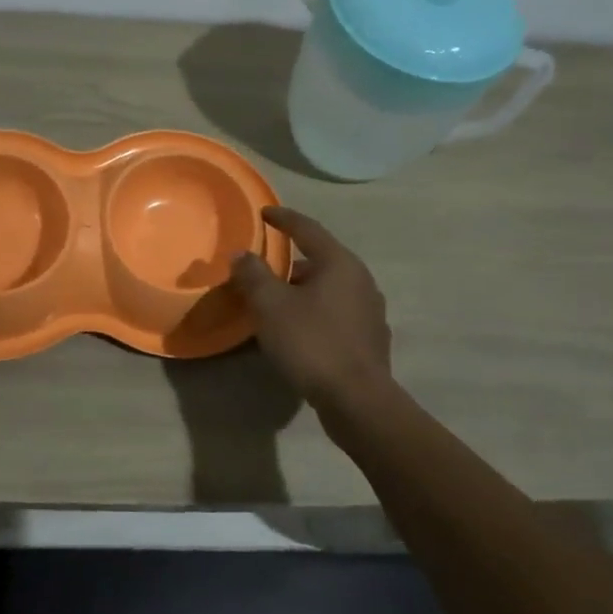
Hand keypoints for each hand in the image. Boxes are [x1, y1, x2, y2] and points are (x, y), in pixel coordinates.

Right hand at [228, 206, 393, 412]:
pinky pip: (336, 313)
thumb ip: (254, 275)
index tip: (264, 213)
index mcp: (340, 264)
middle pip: (321, 260)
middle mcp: (361, 280)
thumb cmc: (312, 343)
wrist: (357, 400)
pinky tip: (299, 331)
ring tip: (277, 303)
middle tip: (264, 270)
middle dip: (291, 263)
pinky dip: (315, 312)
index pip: (308, 229)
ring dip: (303, 290)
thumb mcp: (271, 306)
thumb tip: (242, 254)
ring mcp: (370, 311)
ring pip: (329, 289)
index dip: (284, 219)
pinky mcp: (370, 339)